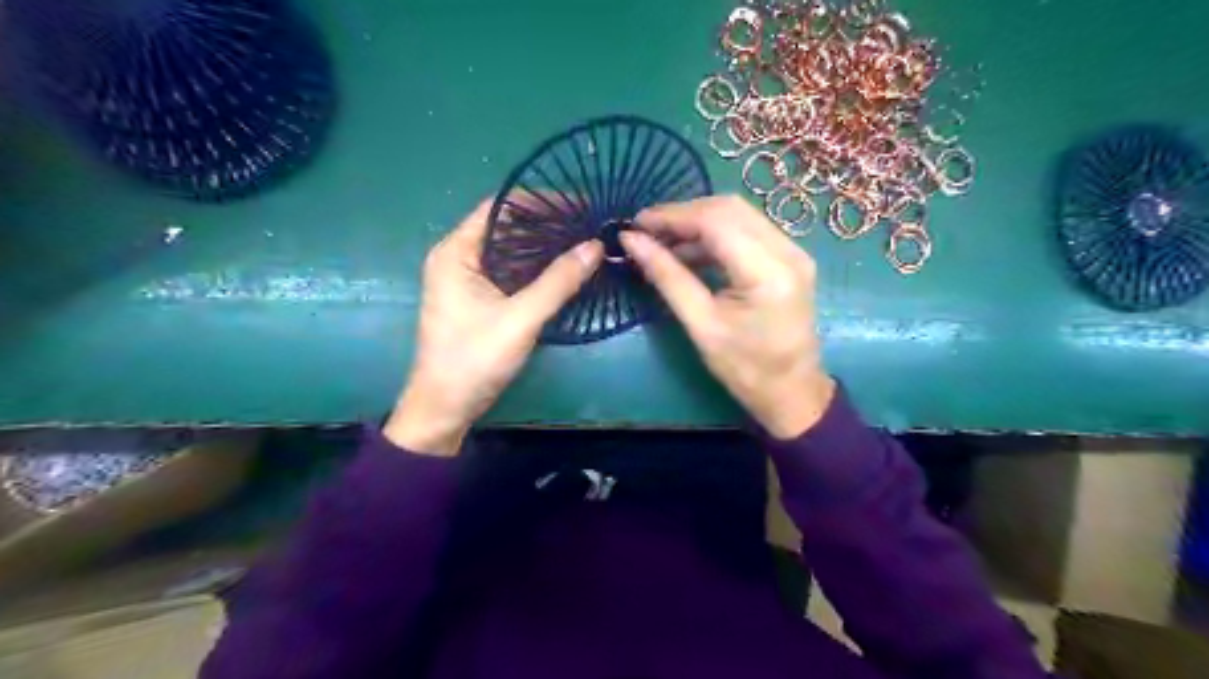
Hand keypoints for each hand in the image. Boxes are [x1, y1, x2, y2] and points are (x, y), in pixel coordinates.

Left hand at [385, 202, 600, 454]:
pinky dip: (536, 267)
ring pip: (510, 249)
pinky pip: (511, 271)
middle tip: (588, 223)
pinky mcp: (478, 298)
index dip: (541, 201)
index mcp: (456, 251)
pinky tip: (564, 268)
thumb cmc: (474, 359)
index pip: (500, 207)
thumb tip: (595, 245)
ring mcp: (467, 278)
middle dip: (547, 223)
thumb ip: (558, 281)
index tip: (579, 204)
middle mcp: (458, 257)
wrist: (445, 408)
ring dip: (544, 245)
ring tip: (584, 241)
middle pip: (507, 226)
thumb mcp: (521, 319)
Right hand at [623, 198, 831, 439]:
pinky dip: (715, 235)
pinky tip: (689, 252)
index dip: (672, 216)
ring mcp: (794, 252)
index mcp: (769, 272)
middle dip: (683, 214)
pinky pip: (748, 230)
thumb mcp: (701, 325)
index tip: (636, 224)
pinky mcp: (790, 258)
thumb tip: (631, 241)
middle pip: (729, 209)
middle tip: (647, 231)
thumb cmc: (745, 368)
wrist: (792, 392)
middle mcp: (788, 251)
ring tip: (662, 243)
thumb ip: (667, 277)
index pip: (716, 221)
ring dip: (698, 223)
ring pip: (738, 215)